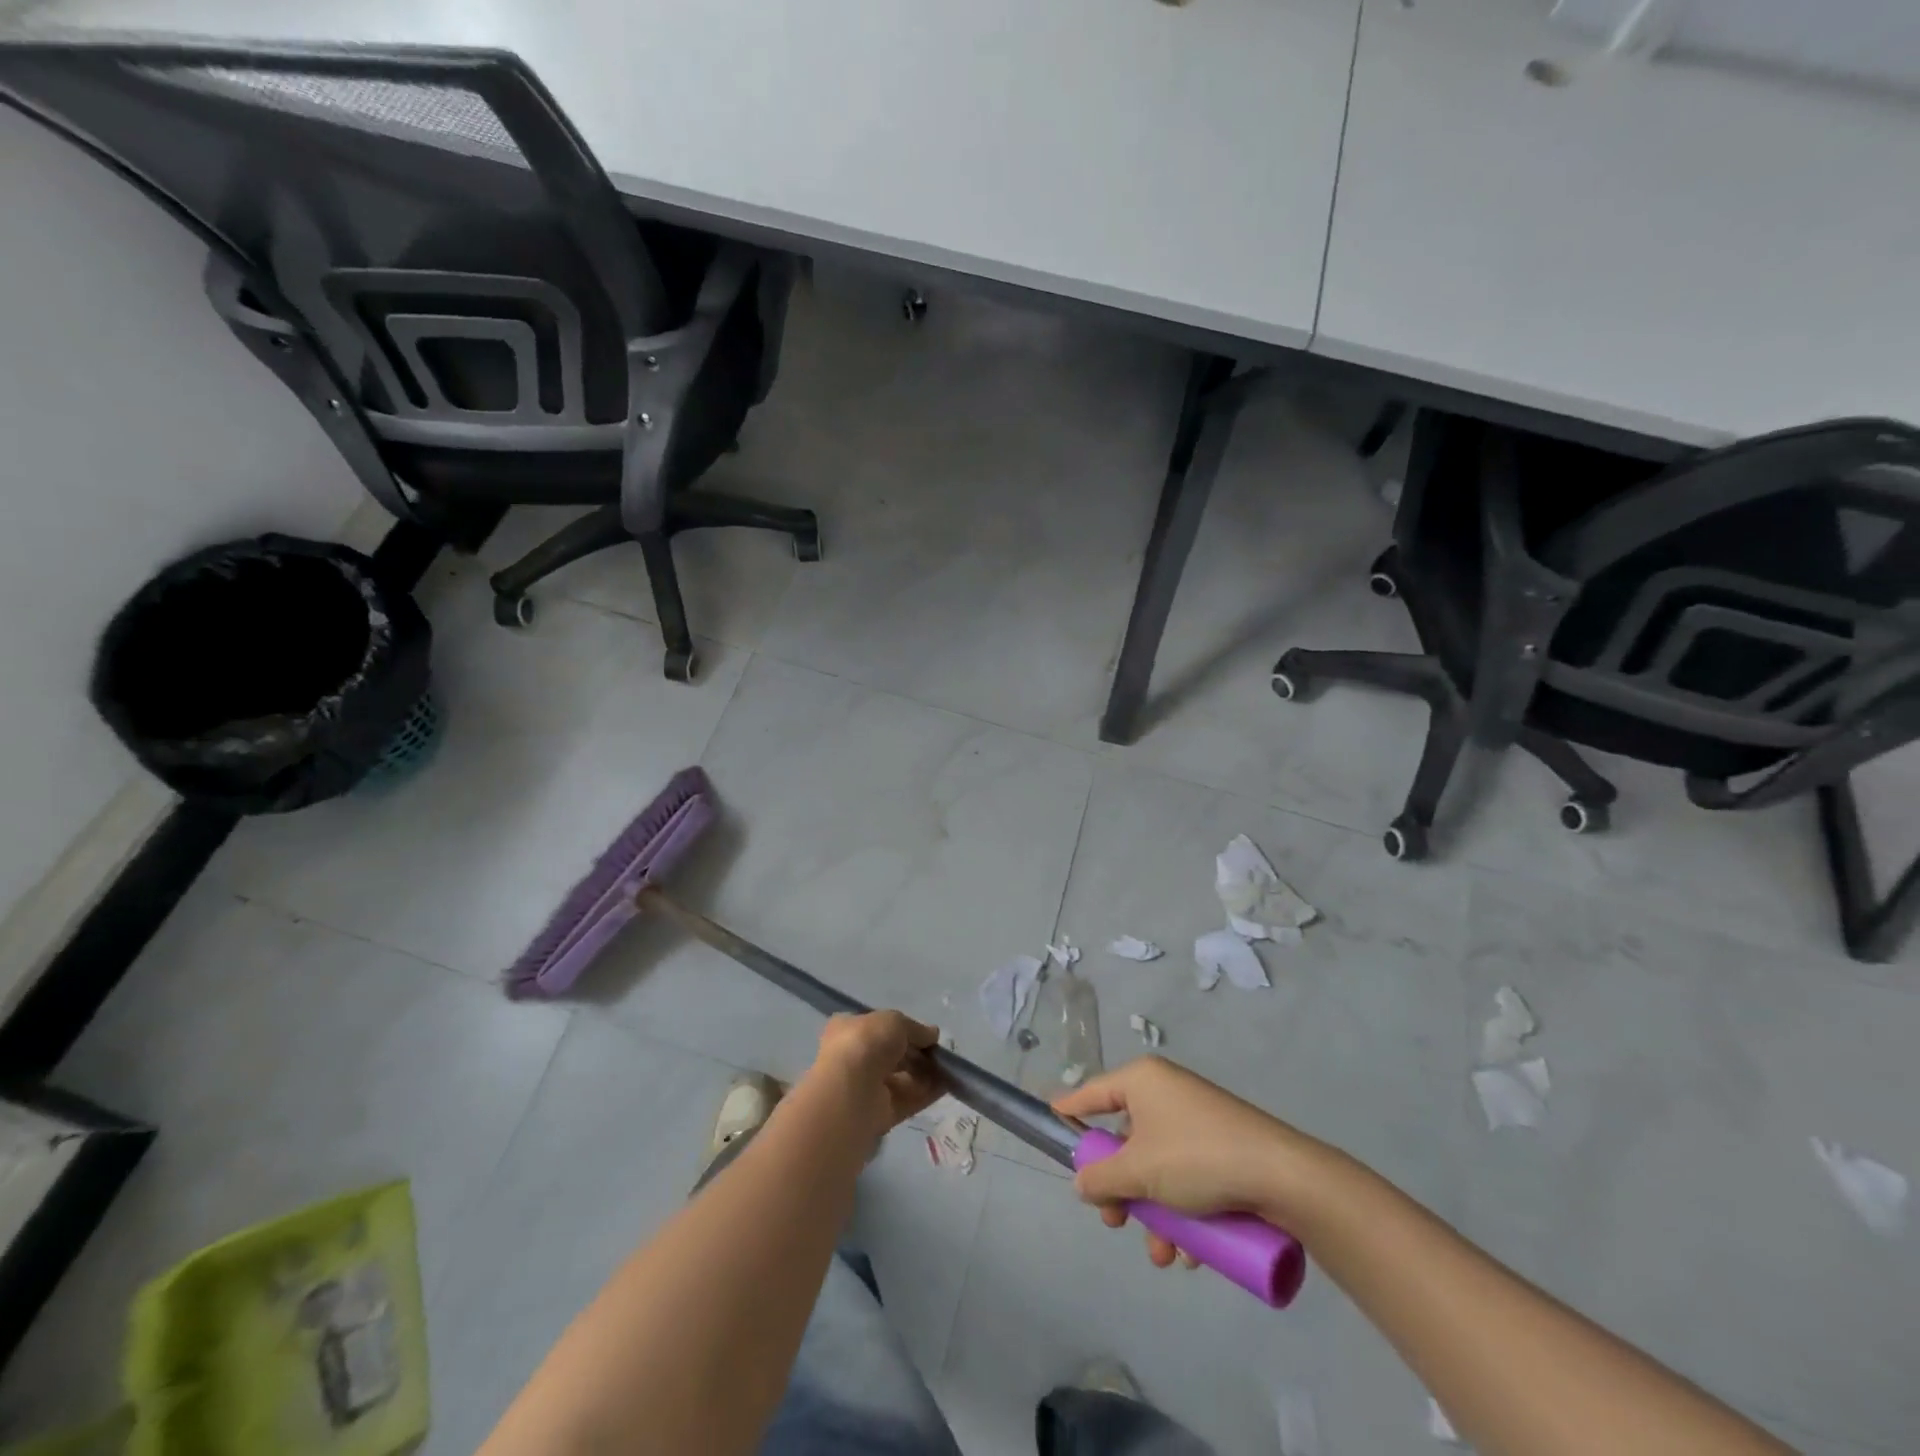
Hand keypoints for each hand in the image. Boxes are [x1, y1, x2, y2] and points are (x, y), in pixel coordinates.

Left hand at [802, 1011, 942, 1142]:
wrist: (851, 1090)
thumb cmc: (867, 1043)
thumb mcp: (896, 1021)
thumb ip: (916, 1028)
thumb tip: (932, 1034)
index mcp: (848, 1029)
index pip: (878, 1028)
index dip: (903, 1029)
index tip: (925, 1034)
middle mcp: (854, 1058)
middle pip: (892, 1055)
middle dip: (917, 1054)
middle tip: (939, 1053)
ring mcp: (865, 1088)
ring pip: (901, 1078)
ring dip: (925, 1073)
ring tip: (948, 1069)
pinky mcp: (878, 1114)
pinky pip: (907, 1100)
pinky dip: (927, 1093)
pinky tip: (947, 1086)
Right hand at [1053, 1056, 1327, 1269]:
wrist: (1282, 1176)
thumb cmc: (1197, 1158)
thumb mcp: (1138, 1171)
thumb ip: (1101, 1177)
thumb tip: (1083, 1182)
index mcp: (1142, 1081)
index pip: (1092, 1092)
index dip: (1069, 1111)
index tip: (1049, 1124)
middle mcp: (1167, 1092)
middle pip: (1125, 1140)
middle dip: (1120, 1189)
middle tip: (1116, 1222)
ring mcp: (1197, 1120)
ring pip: (1157, 1167)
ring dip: (1153, 1214)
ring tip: (1163, 1255)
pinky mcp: (1222, 1147)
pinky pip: (1187, 1176)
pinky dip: (1183, 1212)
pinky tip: (1191, 1252)